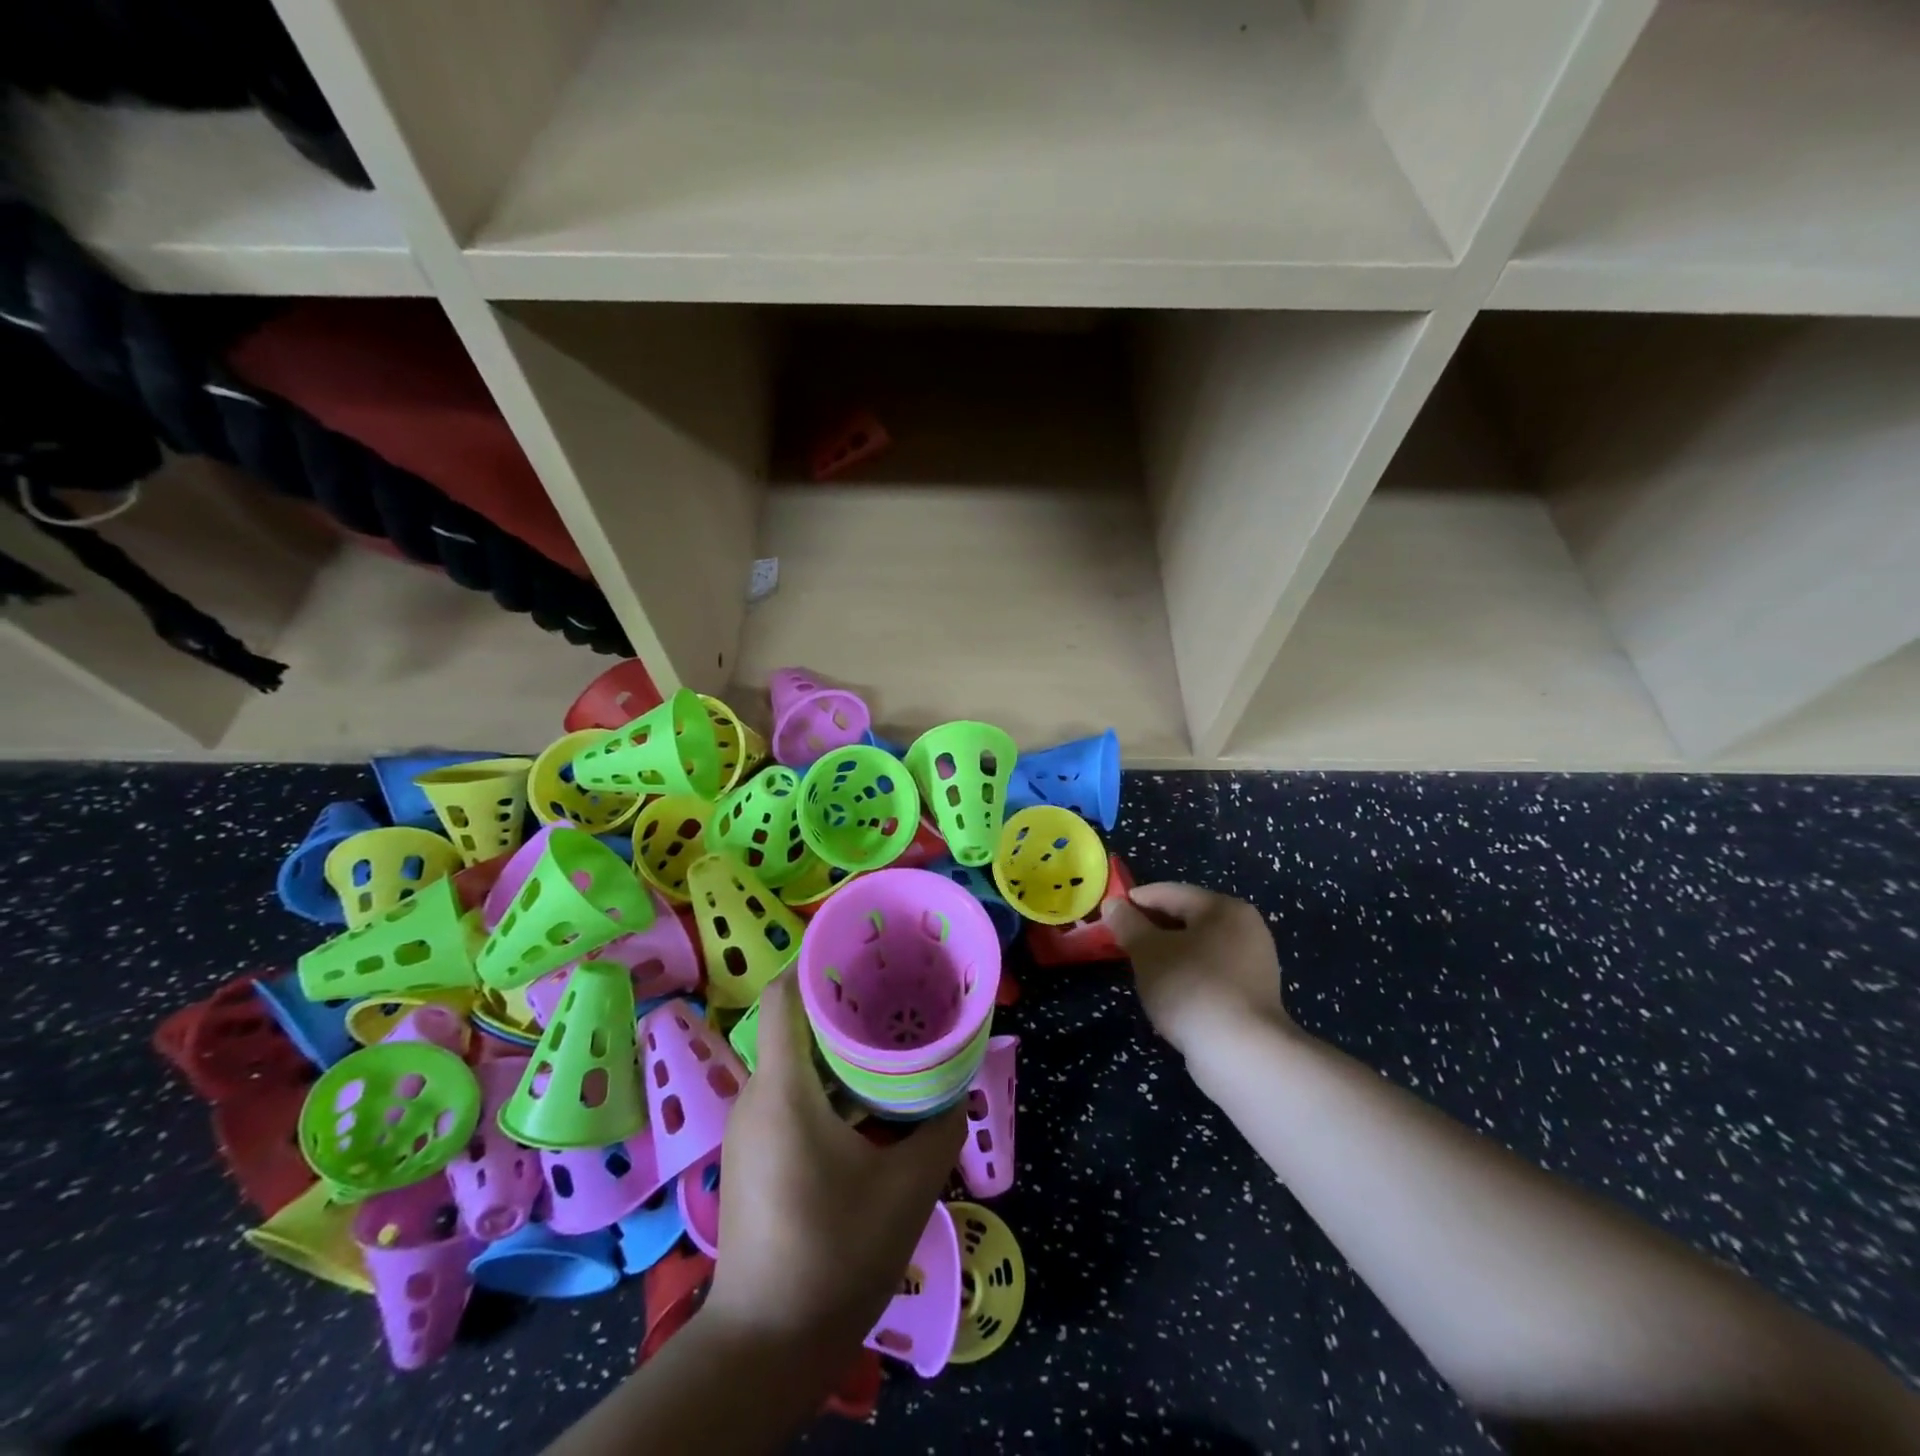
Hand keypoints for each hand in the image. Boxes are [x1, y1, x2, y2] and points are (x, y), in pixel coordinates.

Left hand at [705, 970, 964, 1364]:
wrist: (767, 1346)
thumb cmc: (837, 1255)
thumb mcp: (908, 1187)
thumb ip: (940, 1125)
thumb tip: (959, 1083)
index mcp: (784, 1090)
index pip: (785, 995)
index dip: (817, 960)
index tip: (862, 947)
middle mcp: (757, 1096)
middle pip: (792, 1022)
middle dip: (839, 998)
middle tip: (892, 987)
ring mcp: (750, 1126)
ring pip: (792, 1058)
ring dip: (834, 1041)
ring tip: (886, 1033)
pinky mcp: (752, 1152)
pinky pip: (788, 1090)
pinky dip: (824, 1076)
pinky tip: (864, 1093)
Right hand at [1101, 883, 1294, 1057]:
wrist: (1241, 1053)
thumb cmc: (1190, 987)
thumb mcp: (1148, 951)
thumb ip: (1128, 923)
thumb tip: (1113, 904)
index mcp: (1224, 908)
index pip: (1170, 892)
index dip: (1136, 900)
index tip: (1109, 913)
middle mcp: (1246, 928)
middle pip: (1187, 918)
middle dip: (1152, 929)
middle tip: (1122, 942)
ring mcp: (1255, 963)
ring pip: (1199, 948)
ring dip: (1169, 954)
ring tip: (1141, 969)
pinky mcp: (1254, 995)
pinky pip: (1211, 973)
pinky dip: (1187, 976)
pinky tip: (1169, 993)